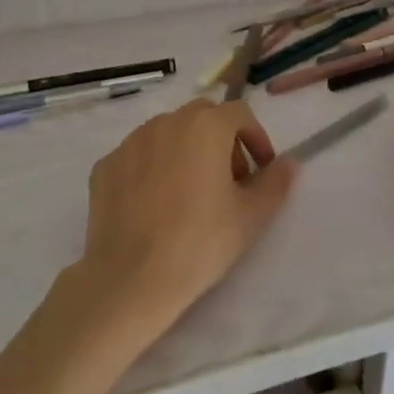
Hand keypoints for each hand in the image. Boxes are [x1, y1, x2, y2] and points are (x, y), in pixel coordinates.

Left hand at [77, 98, 298, 336]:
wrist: (131, 279)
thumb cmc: (200, 242)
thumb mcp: (251, 216)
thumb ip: (275, 182)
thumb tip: (289, 163)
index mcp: (205, 126)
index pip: (240, 114)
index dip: (256, 138)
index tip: (260, 171)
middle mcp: (166, 122)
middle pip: (203, 117)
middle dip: (221, 140)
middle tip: (229, 180)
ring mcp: (130, 142)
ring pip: (168, 133)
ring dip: (186, 150)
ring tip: (190, 192)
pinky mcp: (105, 165)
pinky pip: (138, 155)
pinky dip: (153, 167)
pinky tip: (155, 204)